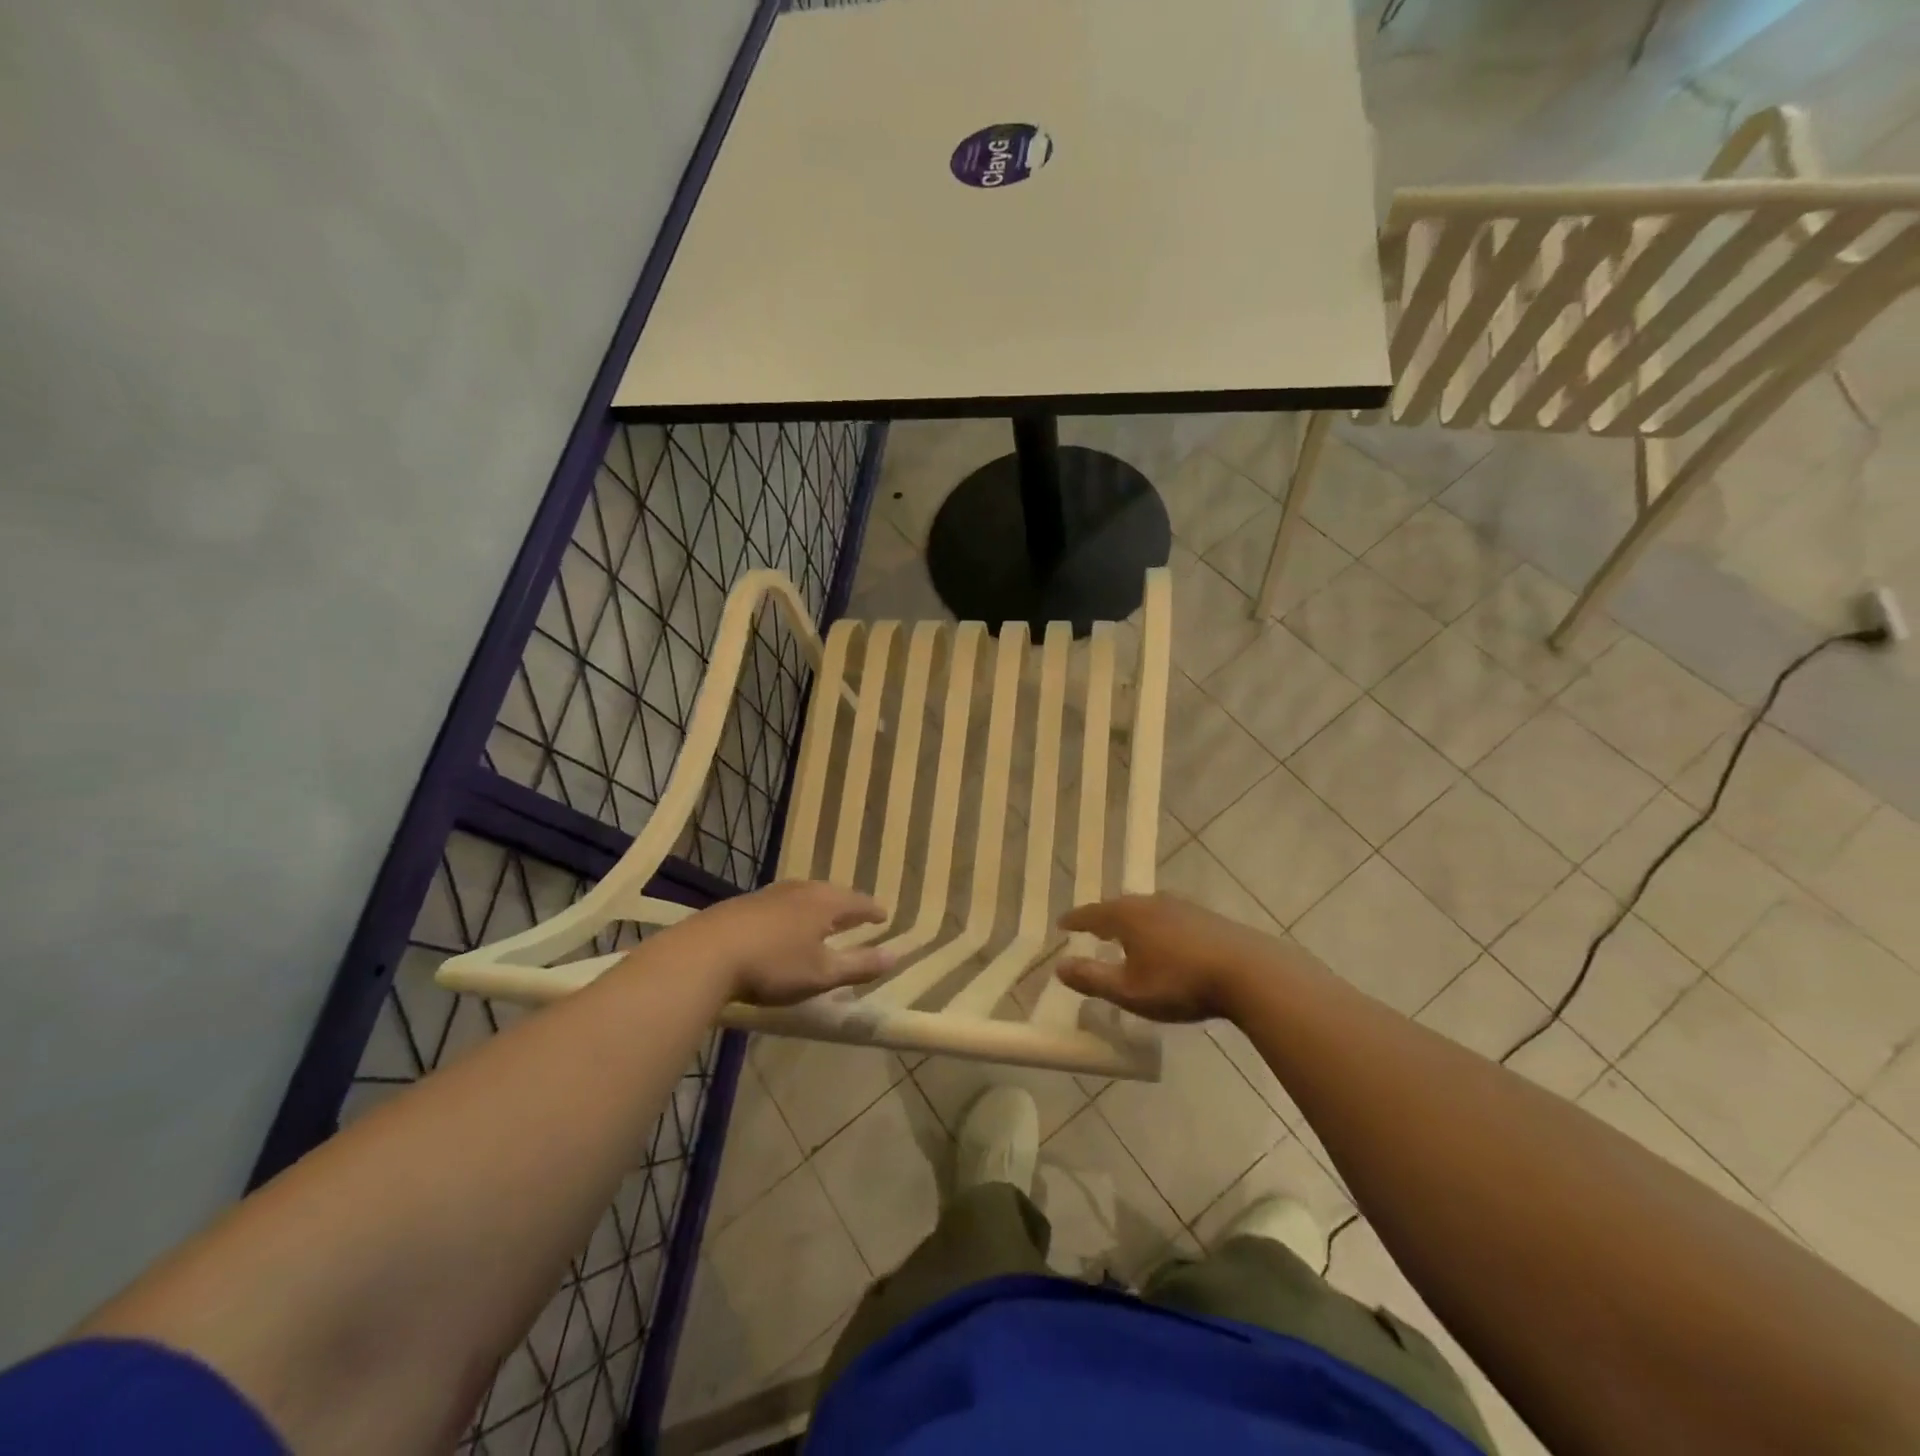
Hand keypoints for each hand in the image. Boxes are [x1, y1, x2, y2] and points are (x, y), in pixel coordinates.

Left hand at [674, 881, 896, 1006]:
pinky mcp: (744, 904)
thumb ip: (859, 965)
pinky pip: (781, 903)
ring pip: (804, 896)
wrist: (706, 954)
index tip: (883, 916)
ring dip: (819, 906)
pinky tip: (785, 925)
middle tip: (857, 915)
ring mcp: (770, 894)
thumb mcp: (822, 973)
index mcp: (825, 903)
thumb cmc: (773, 965)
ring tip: (824, 918)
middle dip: (846, 905)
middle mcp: (801, 890)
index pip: (858, 902)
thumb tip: (896, 956)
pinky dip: (794, 912)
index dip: (872, 911)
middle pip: (831, 894)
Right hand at [1054, 894, 1293, 1022]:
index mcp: (1128, 916)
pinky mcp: (1208, 918)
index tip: (1062, 923)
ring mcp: (1183, 907)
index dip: (1076, 920)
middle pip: (1120, 907)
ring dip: (1133, 921)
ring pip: (1148, 910)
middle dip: (1104, 918)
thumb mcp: (1129, 990)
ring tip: (1127, 935)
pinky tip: (1166, 941)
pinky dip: (1157, 927)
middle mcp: (1152, 903)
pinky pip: (1170, 918)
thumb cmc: (1180, 982)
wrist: (1249, 973)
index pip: (1092, 914)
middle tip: (1093, 929)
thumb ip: (1092, 978)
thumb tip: (1058, 967)